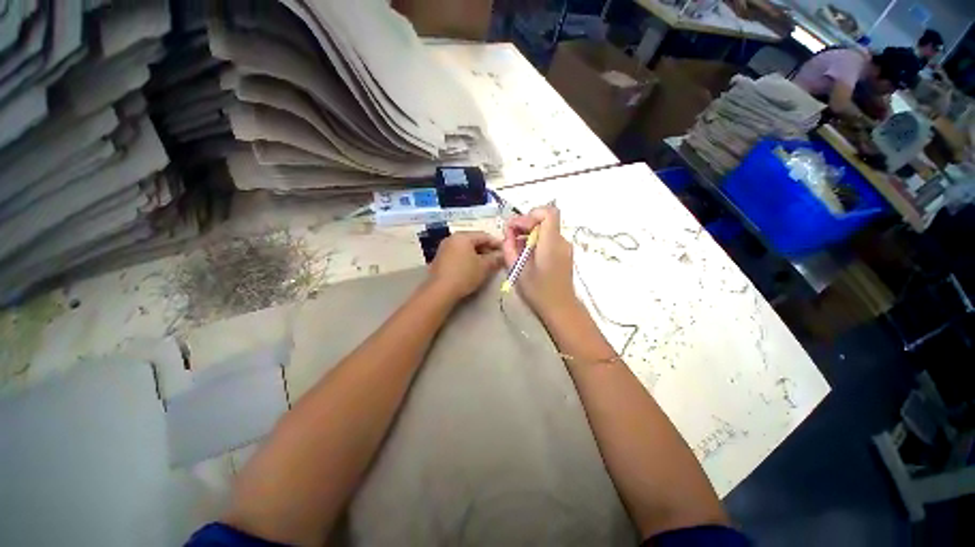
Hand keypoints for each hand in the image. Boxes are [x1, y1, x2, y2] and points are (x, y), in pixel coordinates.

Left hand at [427, 231, 503, 301]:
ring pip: (465, 248)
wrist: (440, 290)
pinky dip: (467, 259)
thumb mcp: (484, 267)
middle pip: (473, 241)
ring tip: (487, 264)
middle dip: (487, 249)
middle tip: (497, 258)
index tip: (505, 250)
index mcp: (463, 236)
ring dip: (477, 255)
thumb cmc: (465, 274)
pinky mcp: (440, 259)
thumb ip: (495, 258)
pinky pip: (458, 255)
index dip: (496, 243)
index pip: (484, 236)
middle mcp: (452, 239)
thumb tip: (502, 255)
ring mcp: (444, 249)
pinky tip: (473, 268)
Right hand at [502, 205, 577, 317]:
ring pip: (545, 230)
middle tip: (510, 237)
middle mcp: (561, 241)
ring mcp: (564, 247)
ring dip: (529, 234)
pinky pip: (548, 240)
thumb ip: (510, 247)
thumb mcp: (518, 269)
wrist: (560, 308)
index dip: (531, 214)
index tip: (518, 228)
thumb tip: (509, 232)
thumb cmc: (538, 291)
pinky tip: (526, 255)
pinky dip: (536, 242)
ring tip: (515, 248)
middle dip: (525, 225)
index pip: (548, 212)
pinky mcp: (563, 254)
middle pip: (544, 220)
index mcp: (551, 242)